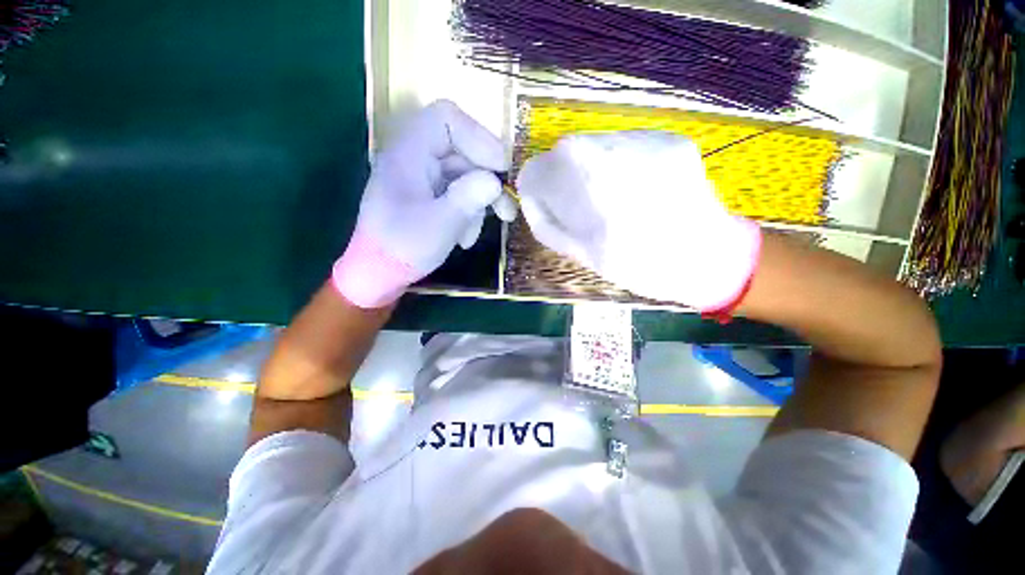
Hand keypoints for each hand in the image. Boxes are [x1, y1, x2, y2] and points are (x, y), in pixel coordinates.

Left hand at [333, 100, 517, 307]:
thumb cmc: (403, 247)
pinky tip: (467, 237)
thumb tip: (495, 181)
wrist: (379, 273)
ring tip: (494, 225)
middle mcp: (415, 158)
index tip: (503, 169)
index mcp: (409, 153)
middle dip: (489, 177)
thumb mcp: (440, 224)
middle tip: (509, 204)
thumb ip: (469, 198)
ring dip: (482, 199)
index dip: (480, 138)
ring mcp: (423, 178)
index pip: (447, 119)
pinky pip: (458, 192)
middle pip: (462, 149)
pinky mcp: (429, 195)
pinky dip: (470, 211)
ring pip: (465, 174)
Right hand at [516, 131, 760, 311]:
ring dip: (587, 166)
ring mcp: (647, 141)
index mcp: (591, 193)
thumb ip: (547, 223)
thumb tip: (530, 196)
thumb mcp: (582, 255)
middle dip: (561, 175)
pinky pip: (623, 143)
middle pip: (565, 150)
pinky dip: (615, 162)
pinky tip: (630, 185)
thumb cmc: (640, 267)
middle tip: (575, 201)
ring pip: (593, 142)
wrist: (708, 257)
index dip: (535, 185)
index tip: (541, 199)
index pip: (539, 170)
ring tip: (605, 194)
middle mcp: (616, 155)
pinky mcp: (670, 138)